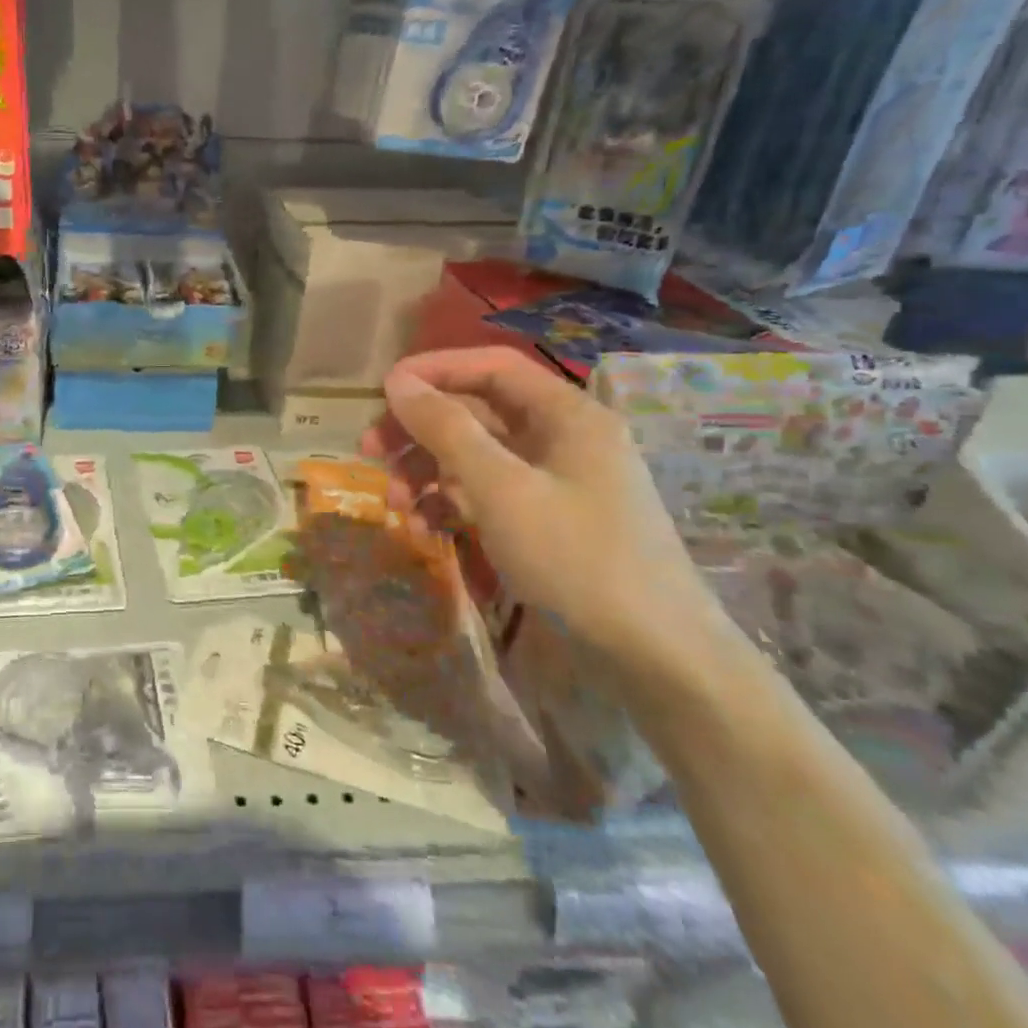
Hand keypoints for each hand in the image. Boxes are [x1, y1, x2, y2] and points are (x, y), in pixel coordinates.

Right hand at [362, 347, 722, 663]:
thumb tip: (397, 382)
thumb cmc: (578, 559)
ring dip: (426, 473)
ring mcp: (554, 482)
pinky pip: (486, 495)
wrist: (657, 660)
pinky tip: (423, 531)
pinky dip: (449, 506)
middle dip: (419, 431)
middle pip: (475, 413)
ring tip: (393, 506)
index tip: (382, 391)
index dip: (434, 370)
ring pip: (474, 457)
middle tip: (370, 452)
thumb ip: (446, 429)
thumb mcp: (502, 489)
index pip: (491, 366)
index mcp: (566, 415)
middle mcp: (560, 438)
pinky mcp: (545, 521)